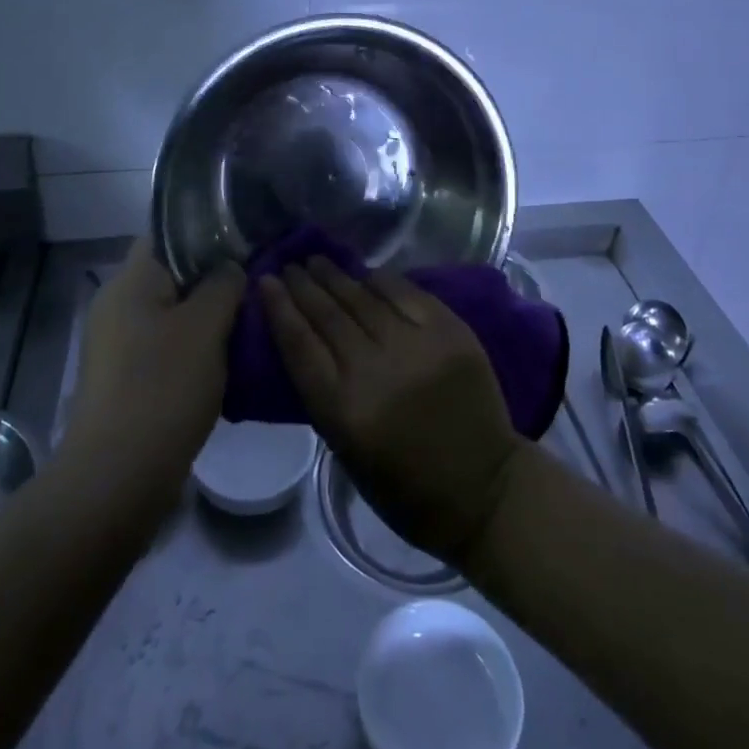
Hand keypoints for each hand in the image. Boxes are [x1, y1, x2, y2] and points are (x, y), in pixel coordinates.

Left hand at [61, 238, 244, 513]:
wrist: (117, 478)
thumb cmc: (164, 387)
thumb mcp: (206, 327)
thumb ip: (223, 284)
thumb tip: (230, 267)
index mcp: (130, 281)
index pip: (167, 234)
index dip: (207, 232)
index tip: (245, 243)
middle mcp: (117, 305)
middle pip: (172, 275)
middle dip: (213, 280)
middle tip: (254, 287)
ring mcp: (117, 344)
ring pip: (171, 313)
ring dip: (207, 318)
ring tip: (247, 325)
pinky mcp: (124, 379)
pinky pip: (165, 347)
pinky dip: (193, 349)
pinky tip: (225, 363)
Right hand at [261, 256, 525, 566]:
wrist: (484, 488)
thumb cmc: (405, 486)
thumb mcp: (346, 450)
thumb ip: (324, 392)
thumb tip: (305, 339)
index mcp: (344, 411)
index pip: (299, 345)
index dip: (279, 308)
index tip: (265, 282)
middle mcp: (376, 371)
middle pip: (329, 315)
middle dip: (304, 286)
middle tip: (289, 265)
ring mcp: (417, 346)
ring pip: (364, 298)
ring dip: (336, 276)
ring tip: (317, 260)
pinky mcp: (450, 332)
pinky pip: (406, 294)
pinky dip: (382, 280)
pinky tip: (365, 271)